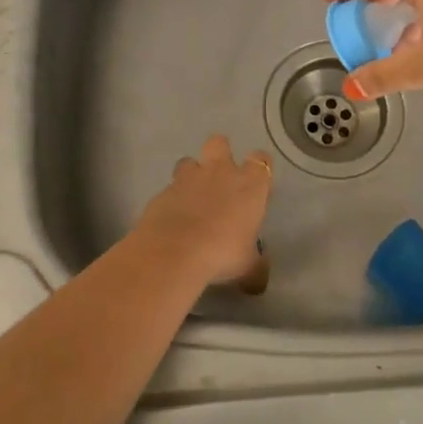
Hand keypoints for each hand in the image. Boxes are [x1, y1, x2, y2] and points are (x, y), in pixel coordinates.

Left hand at [131, 134, 272, 290]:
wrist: (175, 251)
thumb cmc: (223, 252)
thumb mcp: (248, 267)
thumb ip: (256, 267)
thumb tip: (260, 280)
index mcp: (249, 184)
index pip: (260, 160)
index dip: (258, 168)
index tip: (256, 185)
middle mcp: (220, 172)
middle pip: (219, 143)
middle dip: (219, 153)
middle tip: (219, 178)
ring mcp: (188, 179)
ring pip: (188, 161)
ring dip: (190, 175)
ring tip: (191, 199)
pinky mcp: (162, 192)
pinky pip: (169, 189)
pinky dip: (171, 201)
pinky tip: (172, 221)